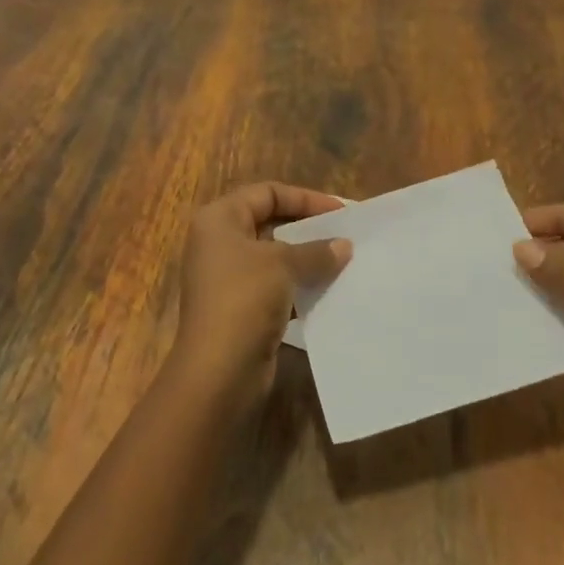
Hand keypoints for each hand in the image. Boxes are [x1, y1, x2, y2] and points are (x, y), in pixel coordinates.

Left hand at [172, 182, 351, 403]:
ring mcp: (227, 277)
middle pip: (269, 223)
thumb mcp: (283, 264)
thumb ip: (316, 251)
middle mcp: (218, 243)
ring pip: (274, 257)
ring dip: (306, 259)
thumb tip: (344, 246)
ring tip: (344, 261)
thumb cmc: (244, 299)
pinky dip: (299, 285)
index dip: (304, 198)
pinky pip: (275, 286)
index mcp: (219, 219)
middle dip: (308, 229)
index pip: (267, 193)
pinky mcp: (239, 308)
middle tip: (345, 234)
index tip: (340, 212)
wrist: (218, 372)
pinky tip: (328, 290)